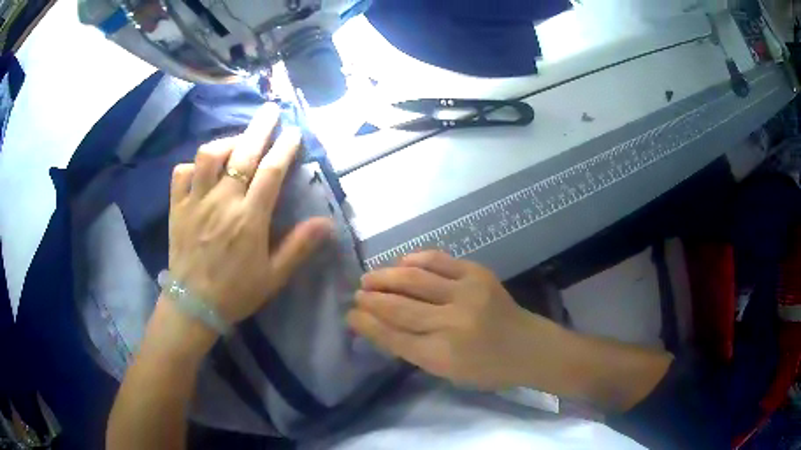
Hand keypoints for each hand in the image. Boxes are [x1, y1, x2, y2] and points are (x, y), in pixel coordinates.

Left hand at [168, 103, 333, 326]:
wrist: (193, 306)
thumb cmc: (236, 292)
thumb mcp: (274, 276)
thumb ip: (299, 246)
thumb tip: (327, 221)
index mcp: (249, 219)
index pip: (271, 171)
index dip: (285, 147)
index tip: (294, 132)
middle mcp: (222, 202)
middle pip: (243, 153)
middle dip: (260, 127)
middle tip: (271, 110)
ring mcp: (196, 202)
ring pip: (209, 156)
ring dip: (226, 142)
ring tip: (237, 141)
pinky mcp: (177, 207)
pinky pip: (181, 173)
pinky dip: (193, 165)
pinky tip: (203, 169)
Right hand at [348, 251, 566, 389]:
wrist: (528, 346)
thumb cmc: (486, 369)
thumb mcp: (445, 371)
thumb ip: (412, 349)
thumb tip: (377, 326)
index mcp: (442, 356)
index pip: (393, 336)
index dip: (367, 324)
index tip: (350, 315)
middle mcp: (452, 323)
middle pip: (399, 307)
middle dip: (371, 299)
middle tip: (357, 294)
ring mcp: (466, 294)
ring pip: (413, 279)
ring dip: (385, 276)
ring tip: (370, 277)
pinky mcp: (478, 274)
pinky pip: (438, 260)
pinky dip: (414, 259)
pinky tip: (400, 263)